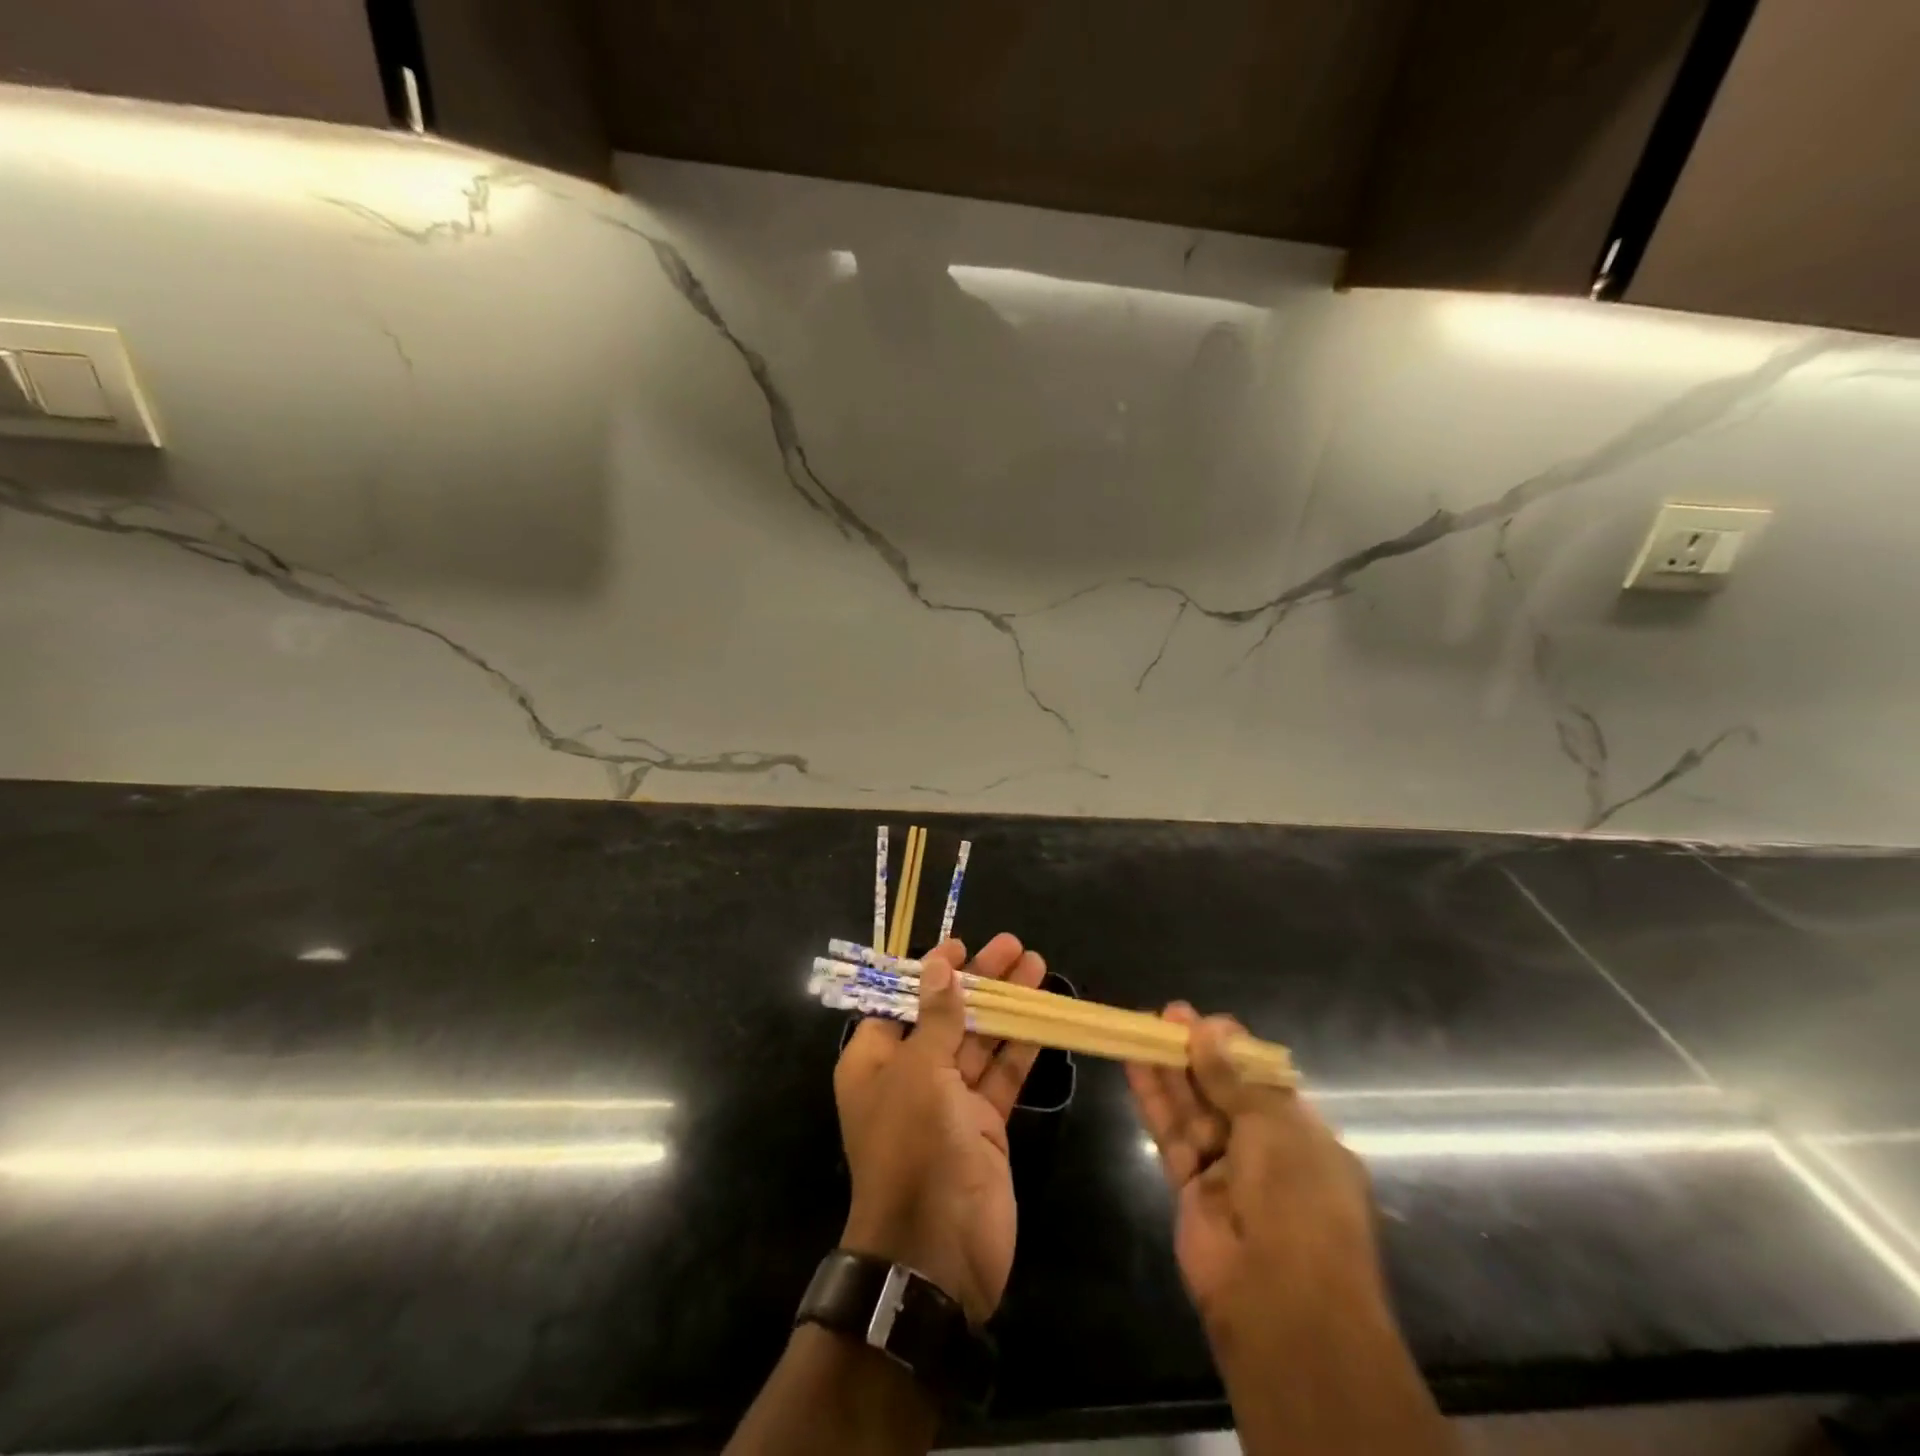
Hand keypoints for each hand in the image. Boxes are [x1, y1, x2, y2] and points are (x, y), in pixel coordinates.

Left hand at [833, 933, 1046, 1323]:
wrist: (937, 1252)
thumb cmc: (913, 1147)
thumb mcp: (920, 1071)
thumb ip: (936, 1016)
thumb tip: (938, 963)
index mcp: (875, 1060)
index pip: (901, 1000)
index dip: (931, 971)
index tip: (961, 945)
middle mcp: (909, 1075)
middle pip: (947, 1014)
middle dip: (980, 980)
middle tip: (1014, 945)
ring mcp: (949, 1101)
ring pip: (980, 1040)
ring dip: (1007, 1006)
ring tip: (1037, 965)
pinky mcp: (984, 1124)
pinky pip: (1002, 1075)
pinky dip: (1021, 1046)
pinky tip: (1043, 1017)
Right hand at [1126, 1006, 1384, 1351]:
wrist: (1280, 1302)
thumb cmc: (1297, 1201)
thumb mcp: (1273, 1126)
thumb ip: (1233, 1078)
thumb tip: (1207, 1029)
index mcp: (1304, 1136)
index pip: (1265, 1081)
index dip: (1233, 1050)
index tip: (1204, 1022)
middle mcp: (1267, 1151)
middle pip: (1225, 1090)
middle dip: (1197, 1052)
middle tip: (1166, 1015)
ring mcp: (1227, 1171)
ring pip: (1193, 1108)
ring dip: (1170, 1069)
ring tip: (1143, 1026)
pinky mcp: (1189, 1187)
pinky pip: (1170, 1133)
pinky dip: (1153, 1099)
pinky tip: (1134, 1064)